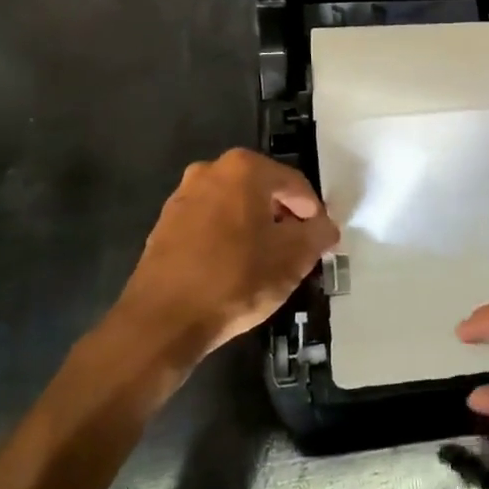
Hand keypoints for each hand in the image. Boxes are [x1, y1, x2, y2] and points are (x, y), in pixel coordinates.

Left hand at [111, 148, 338, 368]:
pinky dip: (228, 238)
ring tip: (267, 262)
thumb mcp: (294, 258)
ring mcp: (183, 196)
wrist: (163, 320)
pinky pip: (210, 224)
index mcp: (245, 169)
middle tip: (297, 249)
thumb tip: (325, 227)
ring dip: (255, 227)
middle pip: (263, 191)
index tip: (321, 239)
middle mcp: (210, 171)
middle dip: (283, 217)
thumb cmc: (236, 279)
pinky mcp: (164, 224)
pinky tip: (234, 268)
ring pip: (235, 206)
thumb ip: (318, 234)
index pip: (295, 184)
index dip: (314, 212)